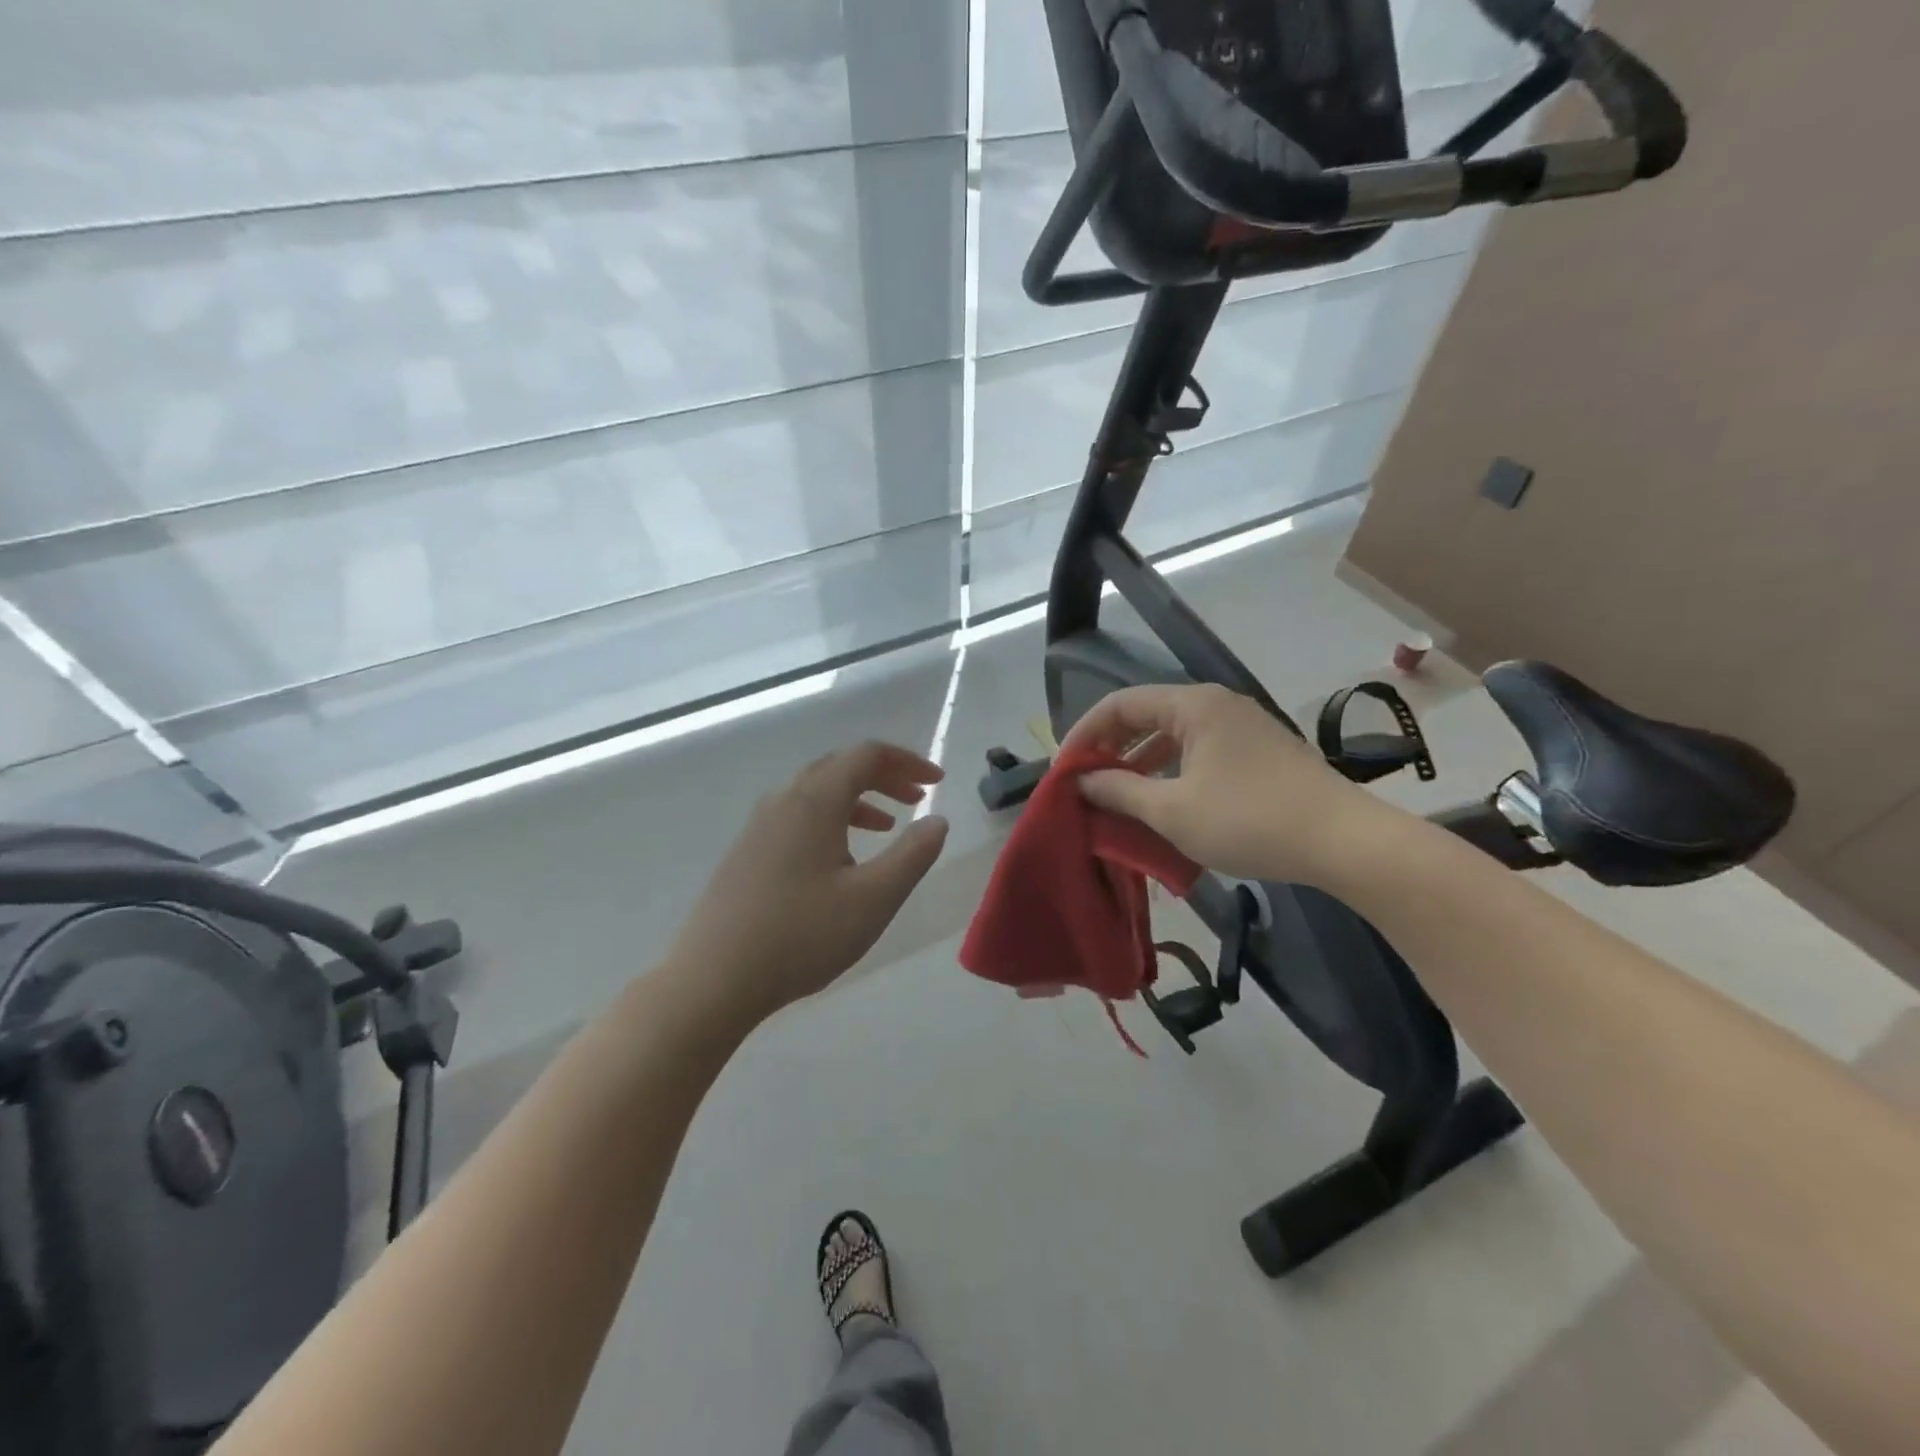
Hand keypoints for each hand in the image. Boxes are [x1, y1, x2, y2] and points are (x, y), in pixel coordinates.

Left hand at [668, 742, 949, 1018]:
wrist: (713, 979)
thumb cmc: (802, 935)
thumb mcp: (873, 899)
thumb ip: (912, 855)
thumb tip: (937, 820)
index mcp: (815, 800)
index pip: (866, 755)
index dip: (907, 760)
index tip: (937, 780)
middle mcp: (784, 800)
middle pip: (840, 766)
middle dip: (884, 775)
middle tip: (917, 796)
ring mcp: (759, 825)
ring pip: (817, 792)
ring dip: (858, 798)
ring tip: (887, 825)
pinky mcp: (747, 851)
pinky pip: (798, 815)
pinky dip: (831, 818)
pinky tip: (841, 858)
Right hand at [1060, 683, 1384, 885]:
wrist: (1344, 842)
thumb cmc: (1249, 820)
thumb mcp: (1172, 811)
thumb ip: (1120, 792)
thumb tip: (1082, 782)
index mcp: (1193, 706)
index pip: (1120, 704)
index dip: (1084, 734)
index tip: (1064, 771)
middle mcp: (1217, 705)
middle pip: (1147, 716)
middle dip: (1111, 749)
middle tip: (1086, 784)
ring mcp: (1243, 727)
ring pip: (1174, 736)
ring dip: (1141, 764)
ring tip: (1118, 798)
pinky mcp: (1260, 753)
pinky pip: (1199, 752)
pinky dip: (1172, 773)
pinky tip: (1164, 803)